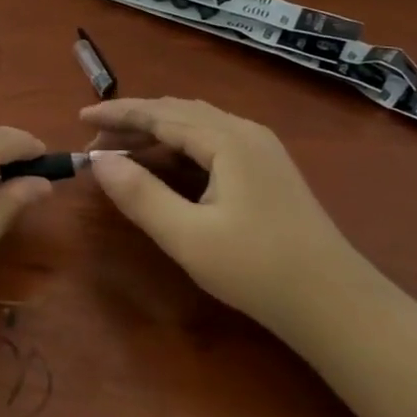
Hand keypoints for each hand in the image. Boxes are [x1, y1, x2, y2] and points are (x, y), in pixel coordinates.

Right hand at [83, 97, 371, 342]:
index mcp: (226, 139)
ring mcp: (260, 148)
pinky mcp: (268, 169)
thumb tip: (98, 160)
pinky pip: (212, 140)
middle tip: (96, 141)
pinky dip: (179, 145)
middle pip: (177, 111)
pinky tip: (167, 166)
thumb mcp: (189, 238)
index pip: (159, 113)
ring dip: (156, 132)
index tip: (79, 117)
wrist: (337, 305)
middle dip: (133, 121)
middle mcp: (244, 131)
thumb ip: (140, 195)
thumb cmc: (258, 270)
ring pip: (196, 124)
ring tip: (123, 151)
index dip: (117, 113)